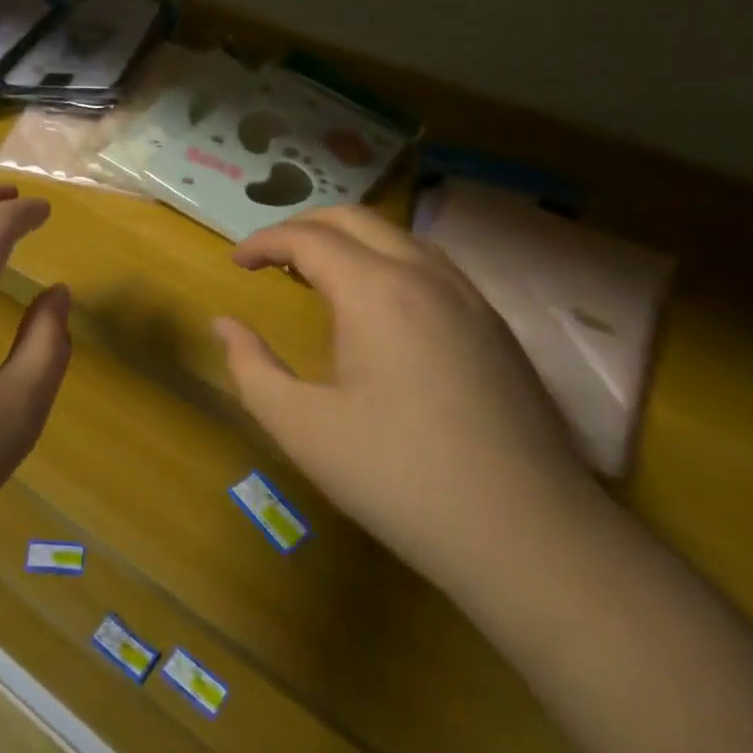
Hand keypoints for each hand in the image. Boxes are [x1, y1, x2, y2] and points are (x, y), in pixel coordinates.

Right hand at [214, 206, 592, 592]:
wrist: (528, 533)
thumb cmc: (399, 478)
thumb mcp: (303, 428)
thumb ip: (252, 368)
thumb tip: (224, 325)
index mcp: (375, 291)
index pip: (308, 239)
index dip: (263, 242)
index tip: (236, 263)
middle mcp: (425, 275)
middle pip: (354, 219)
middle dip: (303, 227)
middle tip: (269, 258)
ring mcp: (469, 296)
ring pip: (397, 236)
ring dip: (348, 241)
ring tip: (317, 275)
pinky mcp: (494, 324)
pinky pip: (429, 264)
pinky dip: (386, 261)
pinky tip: (378, 306)